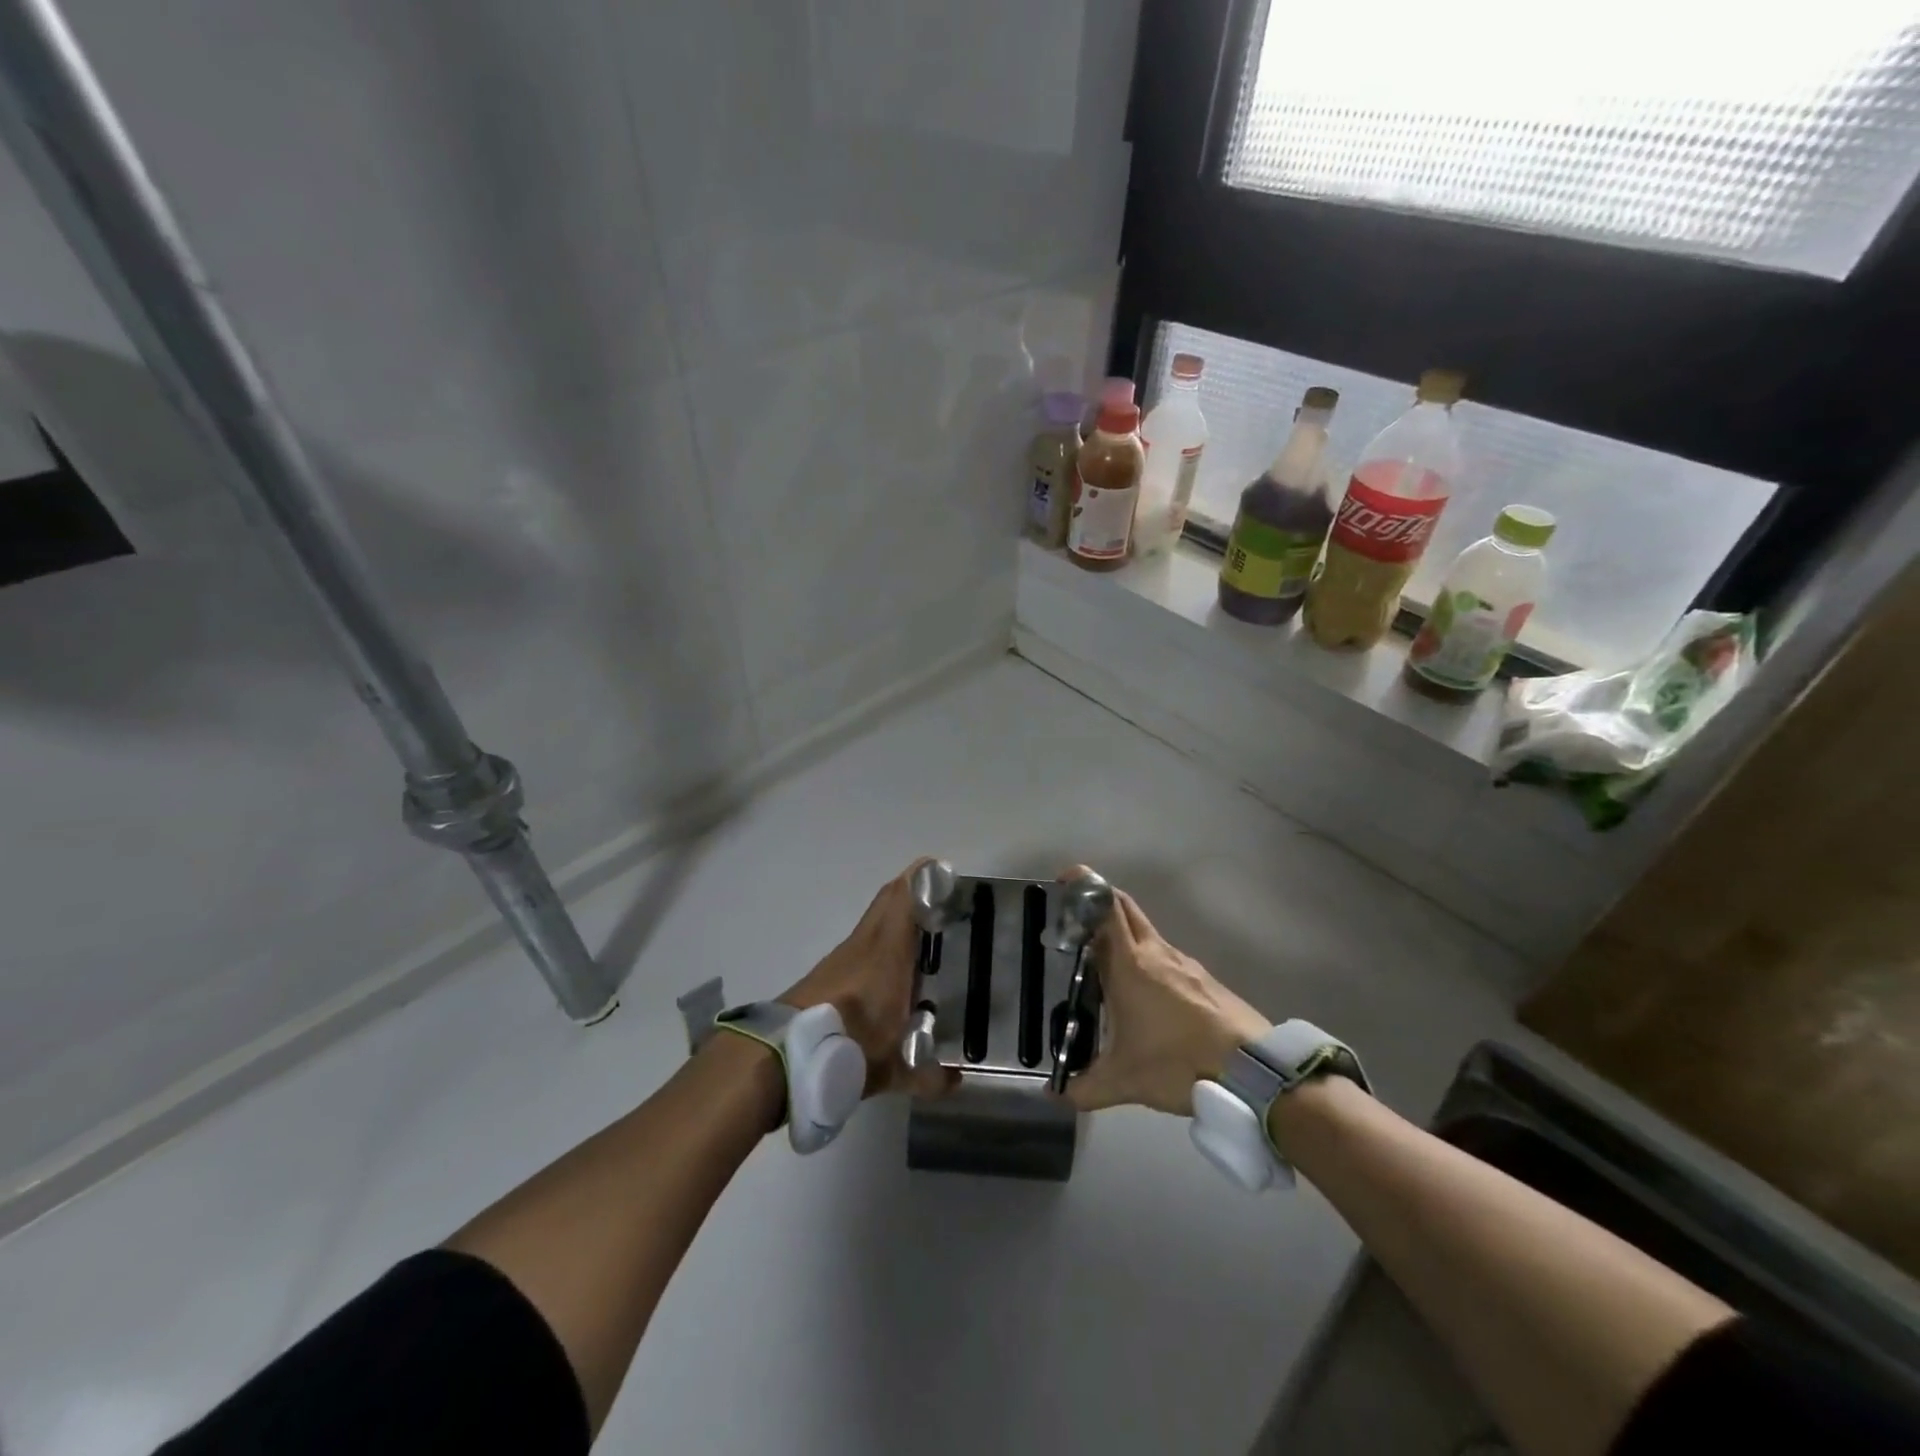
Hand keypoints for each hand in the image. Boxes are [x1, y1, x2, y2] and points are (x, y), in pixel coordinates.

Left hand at [780, 860, 956, 1098]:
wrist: (785, 1052)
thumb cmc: (849, 1046)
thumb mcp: (894, 1067)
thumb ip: (928, 1074)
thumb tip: (958, 1082)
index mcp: (888, 953)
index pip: (905, 900)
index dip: (922, 880)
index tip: (942, 869)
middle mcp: (866, 944)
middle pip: (888, 899)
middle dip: (912, 888)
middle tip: (937, 893)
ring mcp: (843, 955)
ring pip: (873, 919)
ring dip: (895, 913)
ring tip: (921, 928)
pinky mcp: (828, 970)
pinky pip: (862, 941)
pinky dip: (879, 939)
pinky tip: (890, 966)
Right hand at [1060, 875, 1270, 1115]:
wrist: (1253, 1071)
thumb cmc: (1179, 1062)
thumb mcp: (1125, 1081)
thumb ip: (1085, 1088)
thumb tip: (1053, 1096)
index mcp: (1130, 964)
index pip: (1105, 908)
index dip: (1085, 887)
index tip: (1066, 881)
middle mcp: (1156, 952)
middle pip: (1125, 907)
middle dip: (1100, 900)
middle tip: (1077, 915)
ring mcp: (1184, 963)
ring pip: (1146, 931)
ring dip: (1123, 933)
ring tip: (1103, 960)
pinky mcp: (1204, 979)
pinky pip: (1166, 955)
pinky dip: (1146, 957)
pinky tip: (1143, 992)